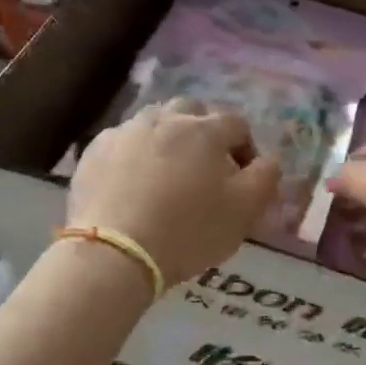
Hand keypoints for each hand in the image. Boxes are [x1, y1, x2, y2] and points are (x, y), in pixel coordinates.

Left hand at [68, 100, 280, 288]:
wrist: (114, 253)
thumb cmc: (188, 231)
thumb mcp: (244, 211)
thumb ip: (265, 177)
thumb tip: (270, 159)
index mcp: (205, 130)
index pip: (237, 124)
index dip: (246, 148)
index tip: (244, 177)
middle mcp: (166, 119)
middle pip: (192, 111)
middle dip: (204, 132)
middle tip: (204, 167)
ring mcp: (126, 131)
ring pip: (154, 122)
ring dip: (167, 139)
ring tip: (166, 173)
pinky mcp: (94, 151)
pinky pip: (122, 142)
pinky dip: (133, 155)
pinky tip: (131, 183)